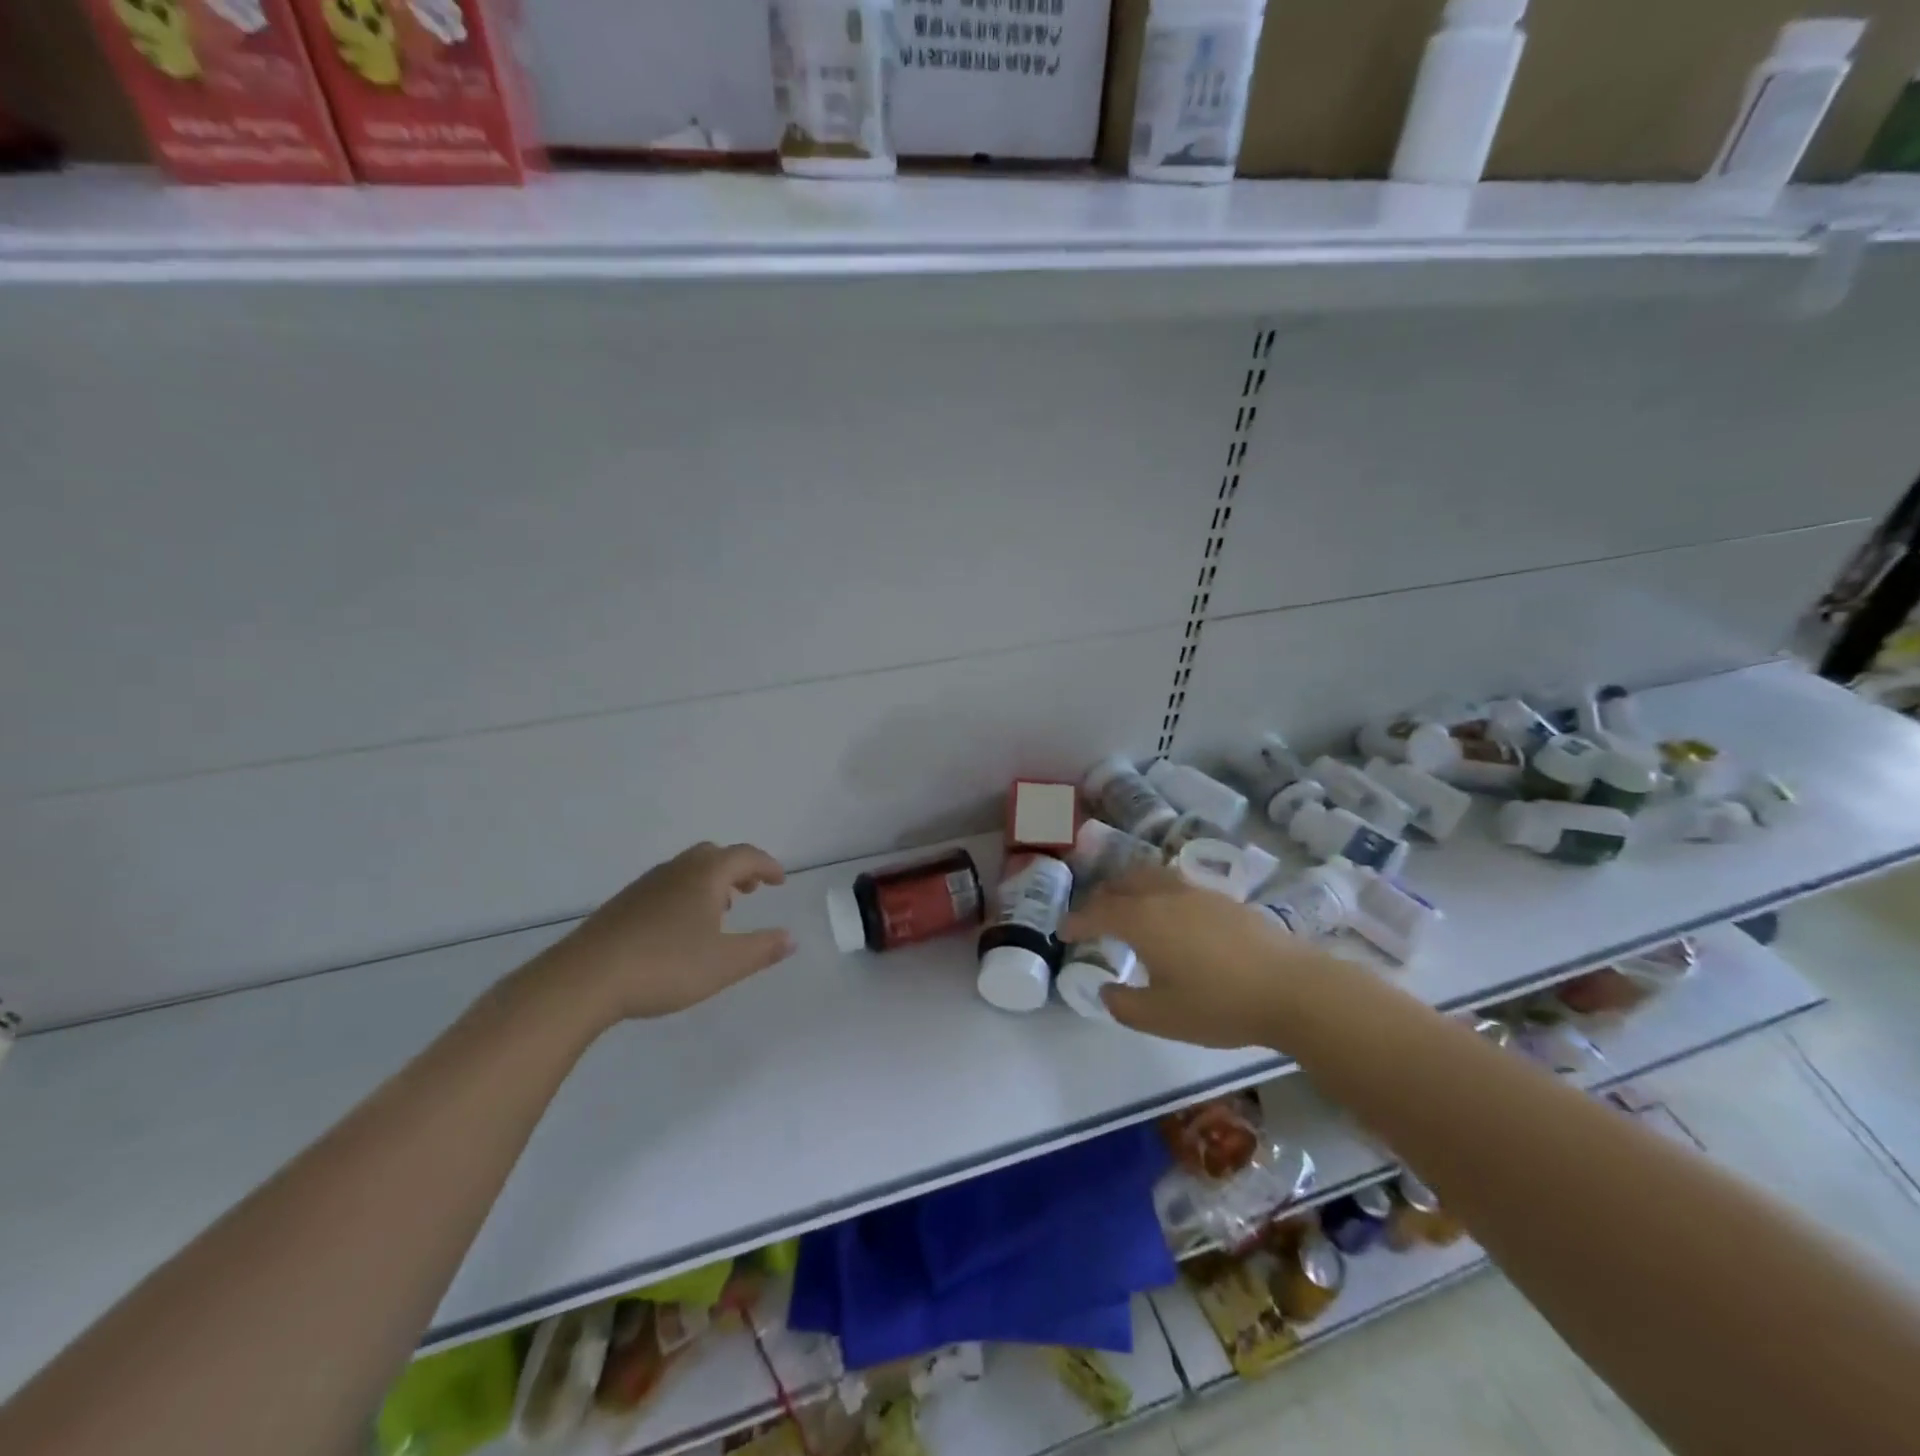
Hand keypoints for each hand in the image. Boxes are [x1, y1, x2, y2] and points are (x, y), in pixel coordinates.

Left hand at [541, 842, 795, 1024]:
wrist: (584, 979)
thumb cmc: (665, 965)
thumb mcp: (724, 964)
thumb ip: (761, 949)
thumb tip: (790, 938)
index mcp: (705, 876)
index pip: (744, 856)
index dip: (766, 865)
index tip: (780, 881)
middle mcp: (676, 871)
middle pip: (713, 854)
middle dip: (737, 868)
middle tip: (752, 889)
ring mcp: (645, 886)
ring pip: (686, 870)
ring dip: (710, 882)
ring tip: (721, 910)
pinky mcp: (622, 905)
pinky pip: (666, 886)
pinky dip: (685, 894)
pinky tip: (680, 929)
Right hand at [1061, 866, 1341, 1049]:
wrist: (1292, 988)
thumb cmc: (1219, 1004)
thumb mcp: (1161, 1018)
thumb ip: (1124, 1005)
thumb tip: (1106, 990)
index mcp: (1142, 920)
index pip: (1097, 912)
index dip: (1076, 920)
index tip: (1063, 931)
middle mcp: (1164, 895)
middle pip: (1122, 884)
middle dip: (1101, 898)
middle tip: (1091, 916)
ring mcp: (1196, 892)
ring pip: (1150, 877)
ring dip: (1129, 888)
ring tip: (1127, 906)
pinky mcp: (1223, 898)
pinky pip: (1175, 884)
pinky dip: (1157, 892)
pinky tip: (1170, 914)